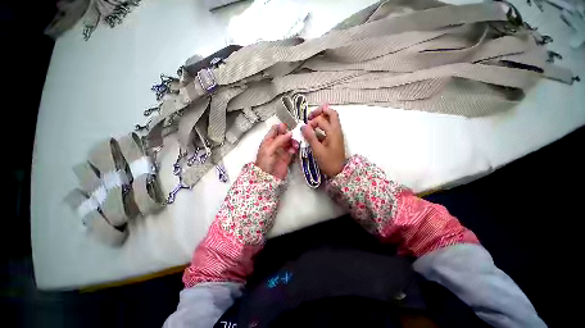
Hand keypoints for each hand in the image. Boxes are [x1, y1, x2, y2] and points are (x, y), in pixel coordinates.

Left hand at [255, 123, 298, 179]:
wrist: (268, 177)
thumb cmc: (264, 164)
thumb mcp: (269, 150)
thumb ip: (279, 140)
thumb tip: (289, 133)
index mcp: (268, 140)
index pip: (275, 129)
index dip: (281, 127)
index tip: (288, 128)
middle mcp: (276, 144)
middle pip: (284, 135)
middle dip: (290, 134)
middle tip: (294, 136)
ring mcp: (282, 150)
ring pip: (289, 142)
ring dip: (293, 141)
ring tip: (295, 144)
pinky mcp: (287, 157)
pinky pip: (292, 149)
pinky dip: (294, 148)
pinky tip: (294, 150)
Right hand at [302, 105, 345, 176]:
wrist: (338, 172)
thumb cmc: (328, 162)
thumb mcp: (317, 150)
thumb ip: (310, 137)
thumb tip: (303, 126)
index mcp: (333, 132)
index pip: (321, 120)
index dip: (312, 122)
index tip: (306, 129)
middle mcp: (337, 130)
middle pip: (332, 113)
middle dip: (321, 111)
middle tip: (311, 115)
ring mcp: (337, 134)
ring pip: (332, 119)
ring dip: (322, 117)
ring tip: (312, 121)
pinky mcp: (335, 138)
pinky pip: (330, 127)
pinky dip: (323, 125)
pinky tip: (315, 130)